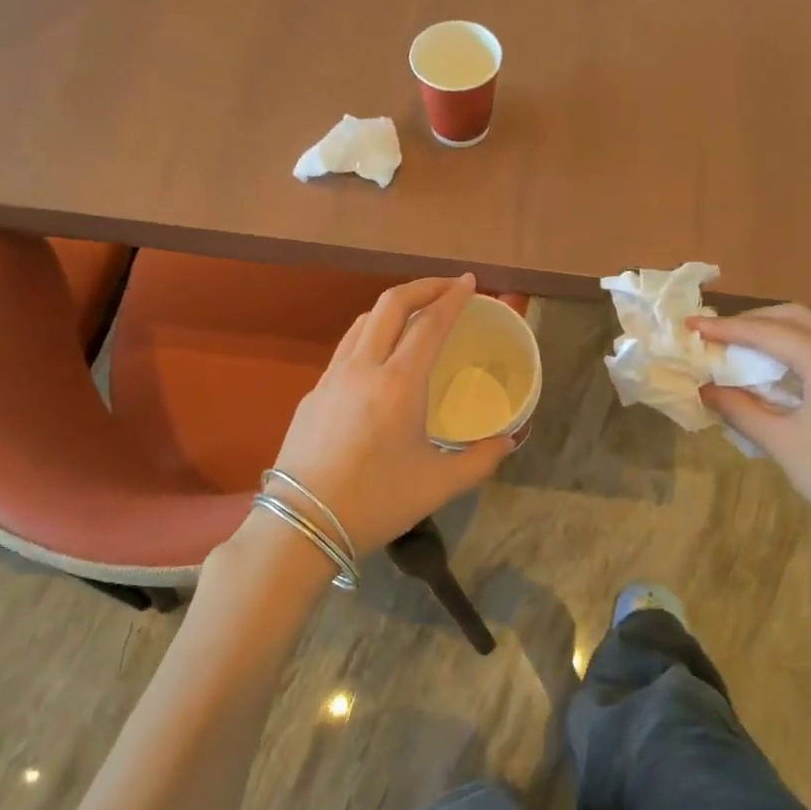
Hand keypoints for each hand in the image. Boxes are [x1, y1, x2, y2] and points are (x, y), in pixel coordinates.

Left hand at [272, 274, 514, 555]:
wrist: (302, 526)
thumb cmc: (377, 502)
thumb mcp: (439, 485)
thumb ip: (481, 459)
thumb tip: (508, 441)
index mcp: (398, 384)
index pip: (430, 324)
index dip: (453, 298)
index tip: (470, 282)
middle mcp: (363, 368)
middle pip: (391, 304)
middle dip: (423, 287)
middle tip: (447, 287)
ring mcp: (331, 378)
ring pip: (363, 322)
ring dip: (393, 307)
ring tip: (415, 315)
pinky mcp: (312, 394)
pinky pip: (346, 348)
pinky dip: (371, 335)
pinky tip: (380, 359)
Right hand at [693, 306, 810, 551]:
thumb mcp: (781, 443)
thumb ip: (739, 408)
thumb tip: (704, 389)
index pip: (768, 332)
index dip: (726, 327)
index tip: (692, 325)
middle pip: (796, 317)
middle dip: (753, 321)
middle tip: (717, 334)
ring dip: (779, 331)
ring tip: (744, 346)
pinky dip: (803, 346)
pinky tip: (784, 367)